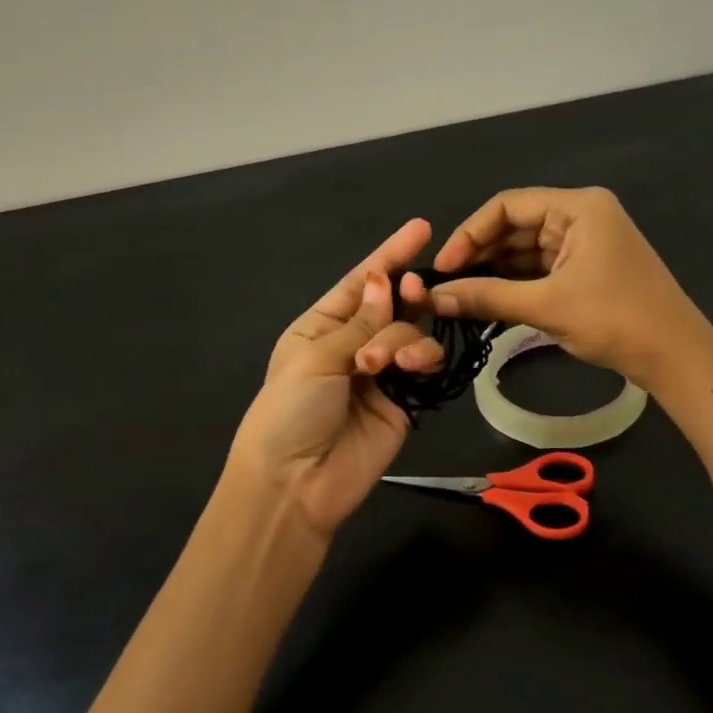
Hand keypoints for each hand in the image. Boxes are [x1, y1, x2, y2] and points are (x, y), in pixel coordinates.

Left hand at [229, 219, 445, 535]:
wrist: (296, 484)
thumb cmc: (289, 412)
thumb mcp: (315, 359)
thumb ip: (360, 324)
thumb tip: (384, 281)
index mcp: (320, 327)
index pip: (359, 284)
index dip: (388, 255)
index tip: (421, 229)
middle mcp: (352, 345)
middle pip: (390, 305)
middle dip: (404, 294)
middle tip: (413, 292)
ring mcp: (381, 374)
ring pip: (411, 334)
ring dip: (404, 338)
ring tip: (386, 364)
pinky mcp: (404, 402)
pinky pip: (424, 367)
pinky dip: (423, 358)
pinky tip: (414, 367)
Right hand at [420, 187, 712, 387]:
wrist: (675, 356)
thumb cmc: (615, 319)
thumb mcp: (547, 306)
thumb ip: (487, 297)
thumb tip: (433, 298)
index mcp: (578, 207)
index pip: (507, 206)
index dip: (469, 234)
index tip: (442, 267)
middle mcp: (581, 216)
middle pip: (515, 227)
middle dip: (480, 255)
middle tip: (444, 286)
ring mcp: (586, 244)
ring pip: (525, 251)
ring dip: (494, 272)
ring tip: (459, 296)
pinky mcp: (587, 270)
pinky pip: (540, 270)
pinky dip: (514, 284)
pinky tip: (487, 302)